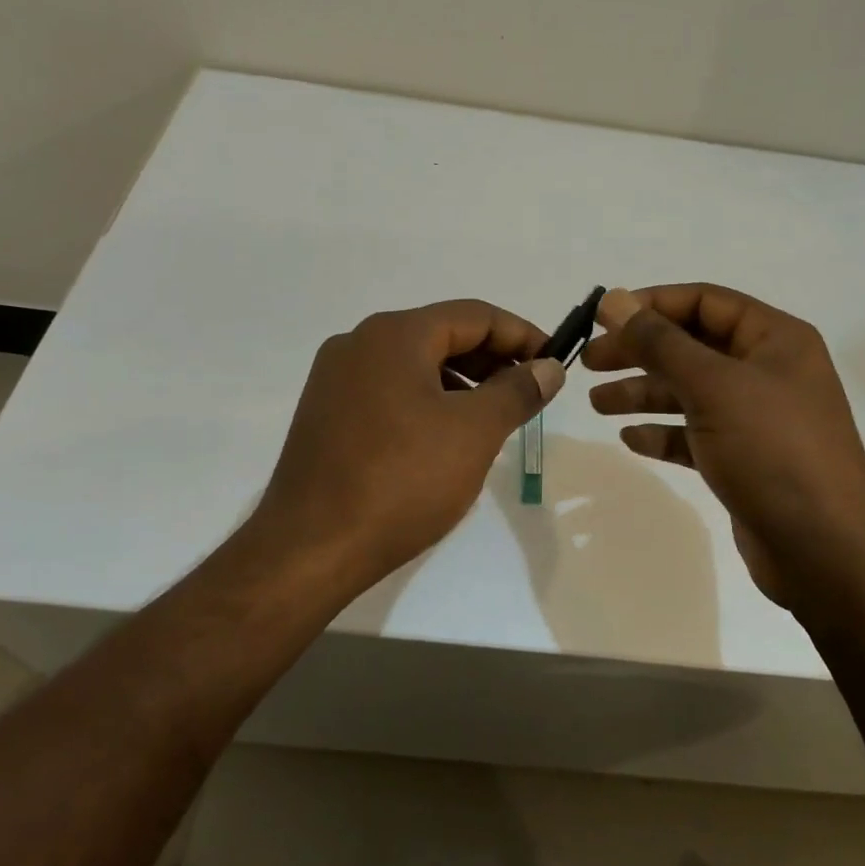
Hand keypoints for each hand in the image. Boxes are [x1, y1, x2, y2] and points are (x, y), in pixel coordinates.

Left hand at [252, 299, 563, 596]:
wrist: (310, 549)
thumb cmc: (402, 480)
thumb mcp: (475, 432)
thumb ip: (518, 391)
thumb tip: (549, 367)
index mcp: (394, 334)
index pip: (474, 315)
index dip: (521, 335)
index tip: (554, 363)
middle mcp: (359, 344)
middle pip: (442, 335)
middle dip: (492, 360)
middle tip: (529, 393)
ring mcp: (336, 380)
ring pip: (415, 365)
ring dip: (462, 383)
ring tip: (494, 418)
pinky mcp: (326, 415)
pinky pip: (390, 391)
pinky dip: (428, 402)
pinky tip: (446, 438)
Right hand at [581, 285, 864, 608]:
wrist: (824, 549)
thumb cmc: (772, 450)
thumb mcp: (713, 386)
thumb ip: (660, 342)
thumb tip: (615, 299)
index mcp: (774, 339)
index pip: (705, 302)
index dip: (651, 304)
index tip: (603, 317)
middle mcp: (767, 371)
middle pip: (691, 346)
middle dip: (639, 352)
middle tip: (588, 362)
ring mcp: (757, 418)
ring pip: (689, 392)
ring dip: (643, 393)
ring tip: (596, 404)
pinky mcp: (745, 459)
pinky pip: (696, 434)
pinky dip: (663, 432)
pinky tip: (631, 438)